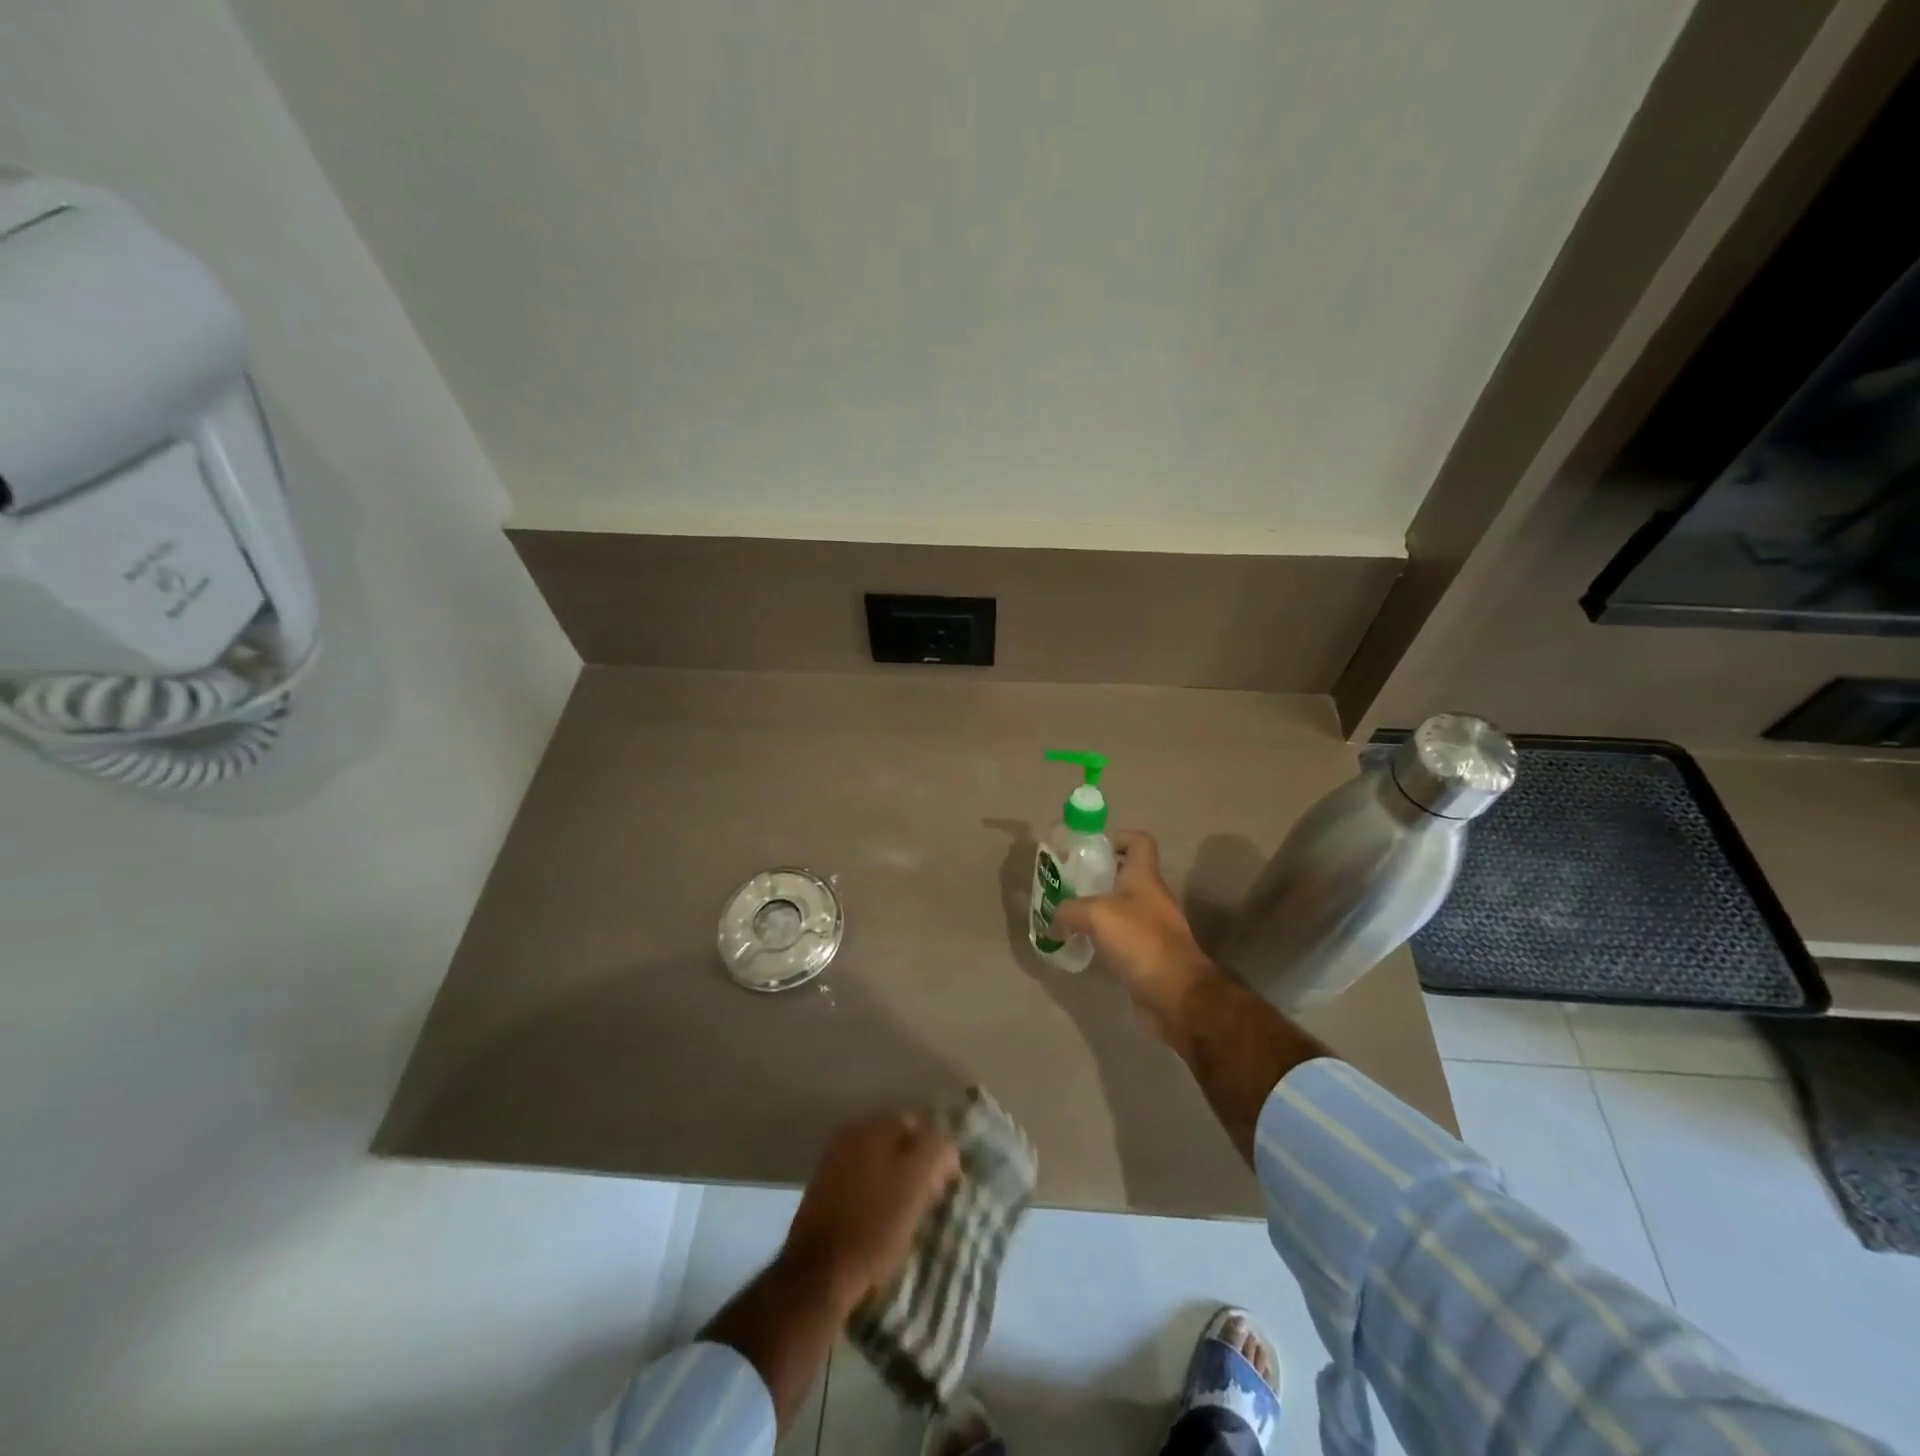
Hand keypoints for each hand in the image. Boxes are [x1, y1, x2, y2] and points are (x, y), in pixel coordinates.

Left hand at [782, 1112, 960, 1316]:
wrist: (818, 1274)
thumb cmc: (873, 1226)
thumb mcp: (916, 1184)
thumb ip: (937, 1152)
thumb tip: (947, 1147)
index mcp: (872, 1125)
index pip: (918, 1123)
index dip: (939, 1150)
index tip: (949, 1181)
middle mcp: (851, 1134)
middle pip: (898, 1140)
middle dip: (918, 1163)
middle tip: (933, 1195)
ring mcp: (834, 1161)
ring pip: (880, 1162)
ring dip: (899, 1179)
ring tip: (912, 1211)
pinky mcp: (825, 1192)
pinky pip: (863, 1182)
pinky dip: (878, 1193)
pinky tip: (885, 1218)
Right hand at [1050, 830, 1213, 1039]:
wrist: (1176, 994)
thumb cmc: (1140, 941)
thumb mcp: (1096, 915)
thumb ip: (1069, 910)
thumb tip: (1052, 920)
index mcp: (1144, 877)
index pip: (1139, 841)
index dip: (1116, 838)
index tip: (1089, 850)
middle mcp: (1150, 897)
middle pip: (1124, 874)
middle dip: (1096, 875)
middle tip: (1066, 883)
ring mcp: (1151, 927)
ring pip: (1120, 907)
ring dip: (1095, 908)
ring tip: (1066, 914)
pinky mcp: (1146, 954)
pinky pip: (1120, 936)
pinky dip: (1101, 936)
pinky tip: (1081, 943)